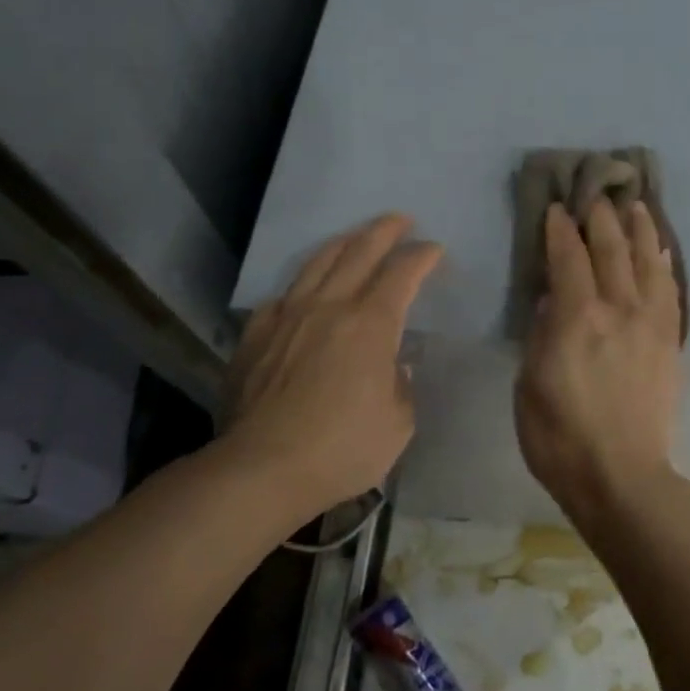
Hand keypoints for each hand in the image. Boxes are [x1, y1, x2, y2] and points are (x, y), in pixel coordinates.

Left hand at [216, 213, 442, 523]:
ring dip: (344, 243)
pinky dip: (303, 284)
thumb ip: (401, 386)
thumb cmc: (341, 449)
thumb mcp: (398, 423)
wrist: (259, 470)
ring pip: (317, 263)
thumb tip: (392, 367)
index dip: (422, 257)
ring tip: (356, 236)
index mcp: (371, 325)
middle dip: (385, 231)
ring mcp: (287, 317)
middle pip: (359, 252)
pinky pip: (283, 295)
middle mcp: (329, 308)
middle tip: (401, 220)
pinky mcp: (255, 336)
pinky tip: (305, 290)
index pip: (402, 274)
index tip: (434, 250)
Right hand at [515, 199, 683, 522]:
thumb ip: (541, 333)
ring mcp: (650, 323)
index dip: (560, 229)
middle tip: (596, 193)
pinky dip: (663, 264)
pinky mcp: (670, 340)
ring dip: (639, 229)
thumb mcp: (529, 384)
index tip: (557, 207)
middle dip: (601, 217)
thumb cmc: (559, 437)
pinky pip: (669, 290)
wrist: (621, 475)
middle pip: (610, 249)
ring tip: (636, 204)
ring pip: (646, 261)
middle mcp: (617, 309)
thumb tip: (553, 297)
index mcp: (576, 318)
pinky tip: (660, 250)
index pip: (568, 258)